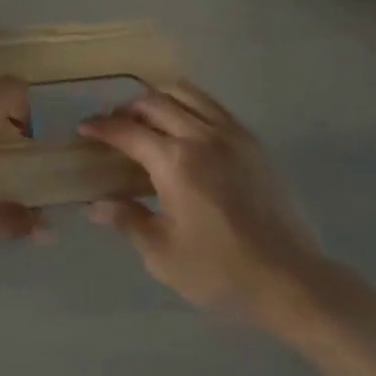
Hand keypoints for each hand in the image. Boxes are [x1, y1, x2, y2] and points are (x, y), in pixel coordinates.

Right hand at [80, 83, 340, 334]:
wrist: (292, 281)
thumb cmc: (220, 272)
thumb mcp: (162, 254)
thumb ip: (127, 220)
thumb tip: (96, 205)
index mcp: (175, 162)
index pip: (127, 131)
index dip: (101, 127)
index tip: (83, 128)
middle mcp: (202, 137)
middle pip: (155, 102)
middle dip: (127, 109)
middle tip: (113, 127)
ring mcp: (232, 136)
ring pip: (187, 94)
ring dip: (159, 100)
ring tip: (147, 121)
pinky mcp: (253, 144)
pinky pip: (213, 107)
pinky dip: (189, 106)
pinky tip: (183, 130)